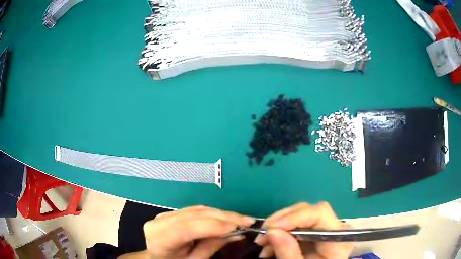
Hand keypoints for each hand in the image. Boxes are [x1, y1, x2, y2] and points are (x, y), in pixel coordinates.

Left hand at [142, 206, 254, 258]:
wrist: (155, 257)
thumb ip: (211, 246)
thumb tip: (236, 234)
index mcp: (160, 238)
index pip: (186, 228)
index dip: (213, 226)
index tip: (238, 226)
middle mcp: (160, 221)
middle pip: (194, 215)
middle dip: (223, 217)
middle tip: (247, 220)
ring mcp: (165, 214)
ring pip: (197, 210)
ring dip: (221, 213)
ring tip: (240, 219)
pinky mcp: (172, 212)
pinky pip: (195, 210)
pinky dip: (212, 213)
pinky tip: (226, 217)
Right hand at [255, 202, 352, 258]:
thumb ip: (288, 252)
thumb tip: (271, 230)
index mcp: (337, 238)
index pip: (320, 213)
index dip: (294, 217)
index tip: (271, 228)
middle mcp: (333, 229)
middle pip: (308, 211)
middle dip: (282, 220)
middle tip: (262, 234)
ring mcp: (324, 231)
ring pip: (300, 217)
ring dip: (278, 227)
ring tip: (262, 243)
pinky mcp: (315, 235)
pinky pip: (297, 227)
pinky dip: (281, 234)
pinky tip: (269, 247)